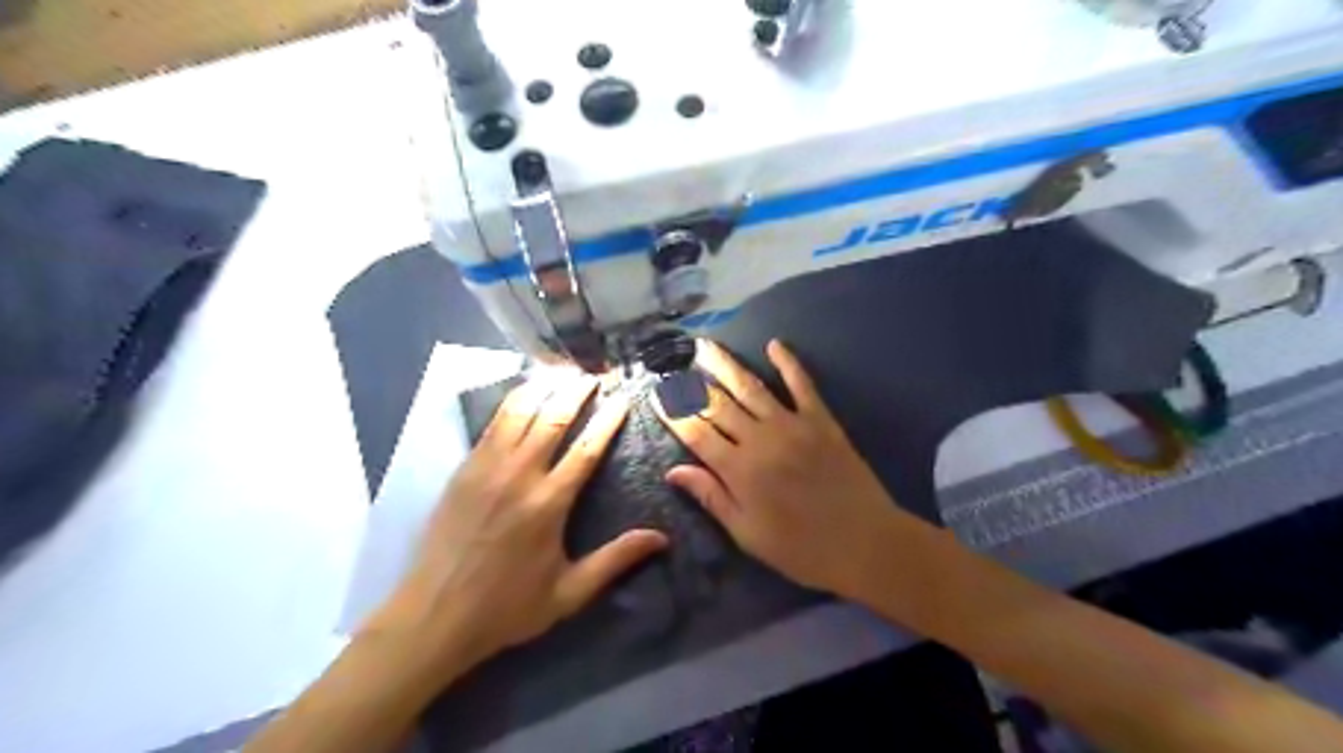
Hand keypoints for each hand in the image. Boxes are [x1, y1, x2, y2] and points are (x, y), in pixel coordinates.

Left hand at [364, 376, 668, 676]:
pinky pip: (491, 424)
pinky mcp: (463, 469)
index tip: (623, 397)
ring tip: (562, 371)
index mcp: (548, 503)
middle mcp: (519, 475)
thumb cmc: (507, 607)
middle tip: (595, 374)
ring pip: (519, 412)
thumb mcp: (569, 592)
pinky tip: (523, 391)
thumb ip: (615, 560)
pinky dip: (511, 401)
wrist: (434, 616)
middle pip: (553, 418)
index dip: (608, 420)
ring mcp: (486, 468)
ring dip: (544, 388)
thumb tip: (660, 538)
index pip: (586, 449)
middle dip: (577, 392)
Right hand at [654, 342, 906, 599]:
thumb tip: (673, 471)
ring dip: (726, 365)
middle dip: (692, 383)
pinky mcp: (821, 420)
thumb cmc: (801, 548)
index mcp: (738, 470)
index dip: (673, 413)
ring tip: (706, 347)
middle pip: (718, 404)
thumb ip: (711, 497)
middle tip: (674, 363)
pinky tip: (775, 344)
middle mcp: (759, 439)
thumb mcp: (747, 533)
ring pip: (751, 388)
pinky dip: (788, 362)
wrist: (865, 542)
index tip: (656, 394)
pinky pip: (802, 385)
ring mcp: (792, 424)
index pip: (695, 433)